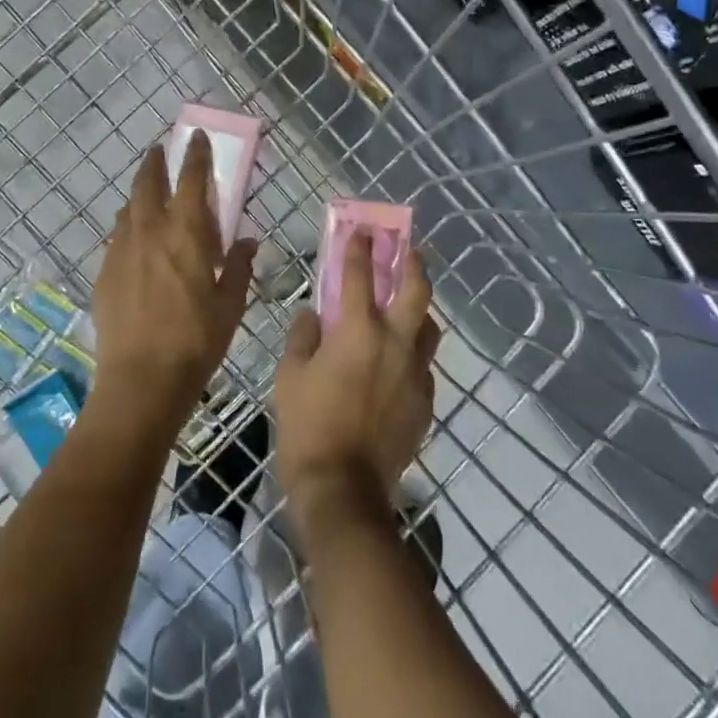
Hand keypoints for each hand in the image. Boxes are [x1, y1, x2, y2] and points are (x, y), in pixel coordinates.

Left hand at [91, 133, 256, 441]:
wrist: (142, 379)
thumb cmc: (196, 340)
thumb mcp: (230, 305)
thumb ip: (238, 267)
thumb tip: (247, 242)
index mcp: (186, 234)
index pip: (192, 180)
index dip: (196, 155)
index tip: (196, 138)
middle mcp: (149, 232)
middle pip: (148, 183)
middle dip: (155, 162)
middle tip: (160, 151)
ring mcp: (121, 251)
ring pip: (128, 209)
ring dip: (140, 195)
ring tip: (149, 197)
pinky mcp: (104, 273)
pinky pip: (117, 238)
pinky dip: (128, 227)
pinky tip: (135, 243)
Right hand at [274, 228, 438, 524]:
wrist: (344, 487)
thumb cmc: (307, 426)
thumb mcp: (290, 376)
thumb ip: (303, 337)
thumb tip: (313, 315)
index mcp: (358, 331)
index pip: (359, 275)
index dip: (359, 248)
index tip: (362, 230)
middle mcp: (395, 342)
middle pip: (416, 290)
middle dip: (412, 263)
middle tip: (407, 251)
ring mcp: (416, 372)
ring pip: (427, 327)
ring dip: (417, 309)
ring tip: (405, 307)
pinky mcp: (425, 400)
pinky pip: (423, 365)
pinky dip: (412, 353)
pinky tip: (398, 363)